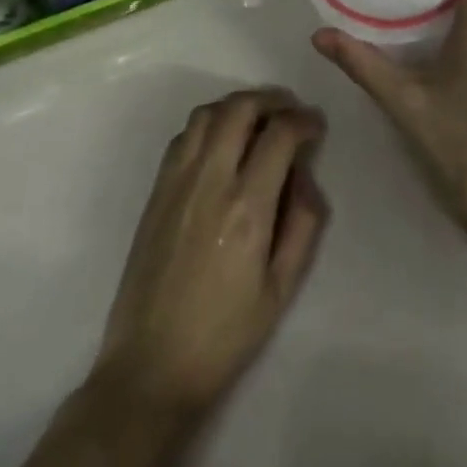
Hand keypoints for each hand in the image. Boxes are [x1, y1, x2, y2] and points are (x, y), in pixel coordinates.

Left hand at [95, 88, 329, 415]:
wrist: (150, 367)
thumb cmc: (225, 335)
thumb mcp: (282, 288)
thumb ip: (304, 223)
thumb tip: (306, 174)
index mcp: (247, 207)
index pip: (280, 133)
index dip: (304, 120)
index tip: (315, 127)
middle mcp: (210, 182)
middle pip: (240, 108)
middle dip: (271, 99)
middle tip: (289, 114)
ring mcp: (176, 183)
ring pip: (207, 113)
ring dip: (237, 106)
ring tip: (257, 123)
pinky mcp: (156, 192)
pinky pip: (183, 136)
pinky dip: (209, 125)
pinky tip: (222, 146)